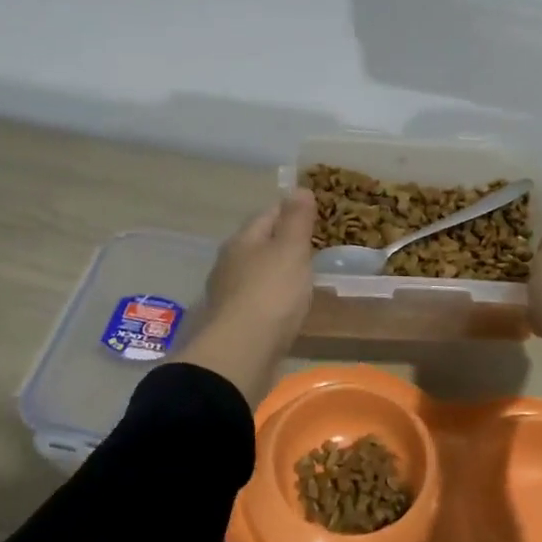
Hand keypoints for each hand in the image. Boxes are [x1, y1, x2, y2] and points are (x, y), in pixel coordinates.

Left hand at [172, 189, 317, 403]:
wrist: (242, 354)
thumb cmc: (270, 294)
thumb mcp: (290, 250)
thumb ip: (296, 220)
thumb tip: (298, 188)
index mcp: (242, 242)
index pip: (267, 215)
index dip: (290, 211)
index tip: (313, 214)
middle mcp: (229, 264)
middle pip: (258, 245)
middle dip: (281, 244)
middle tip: (311, 247)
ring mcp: (229, 296)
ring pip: (256, 275)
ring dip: (276, 274)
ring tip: (302, 279)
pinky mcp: (234, 325)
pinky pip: (258, 303)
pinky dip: (273, 301)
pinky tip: (287, 309)